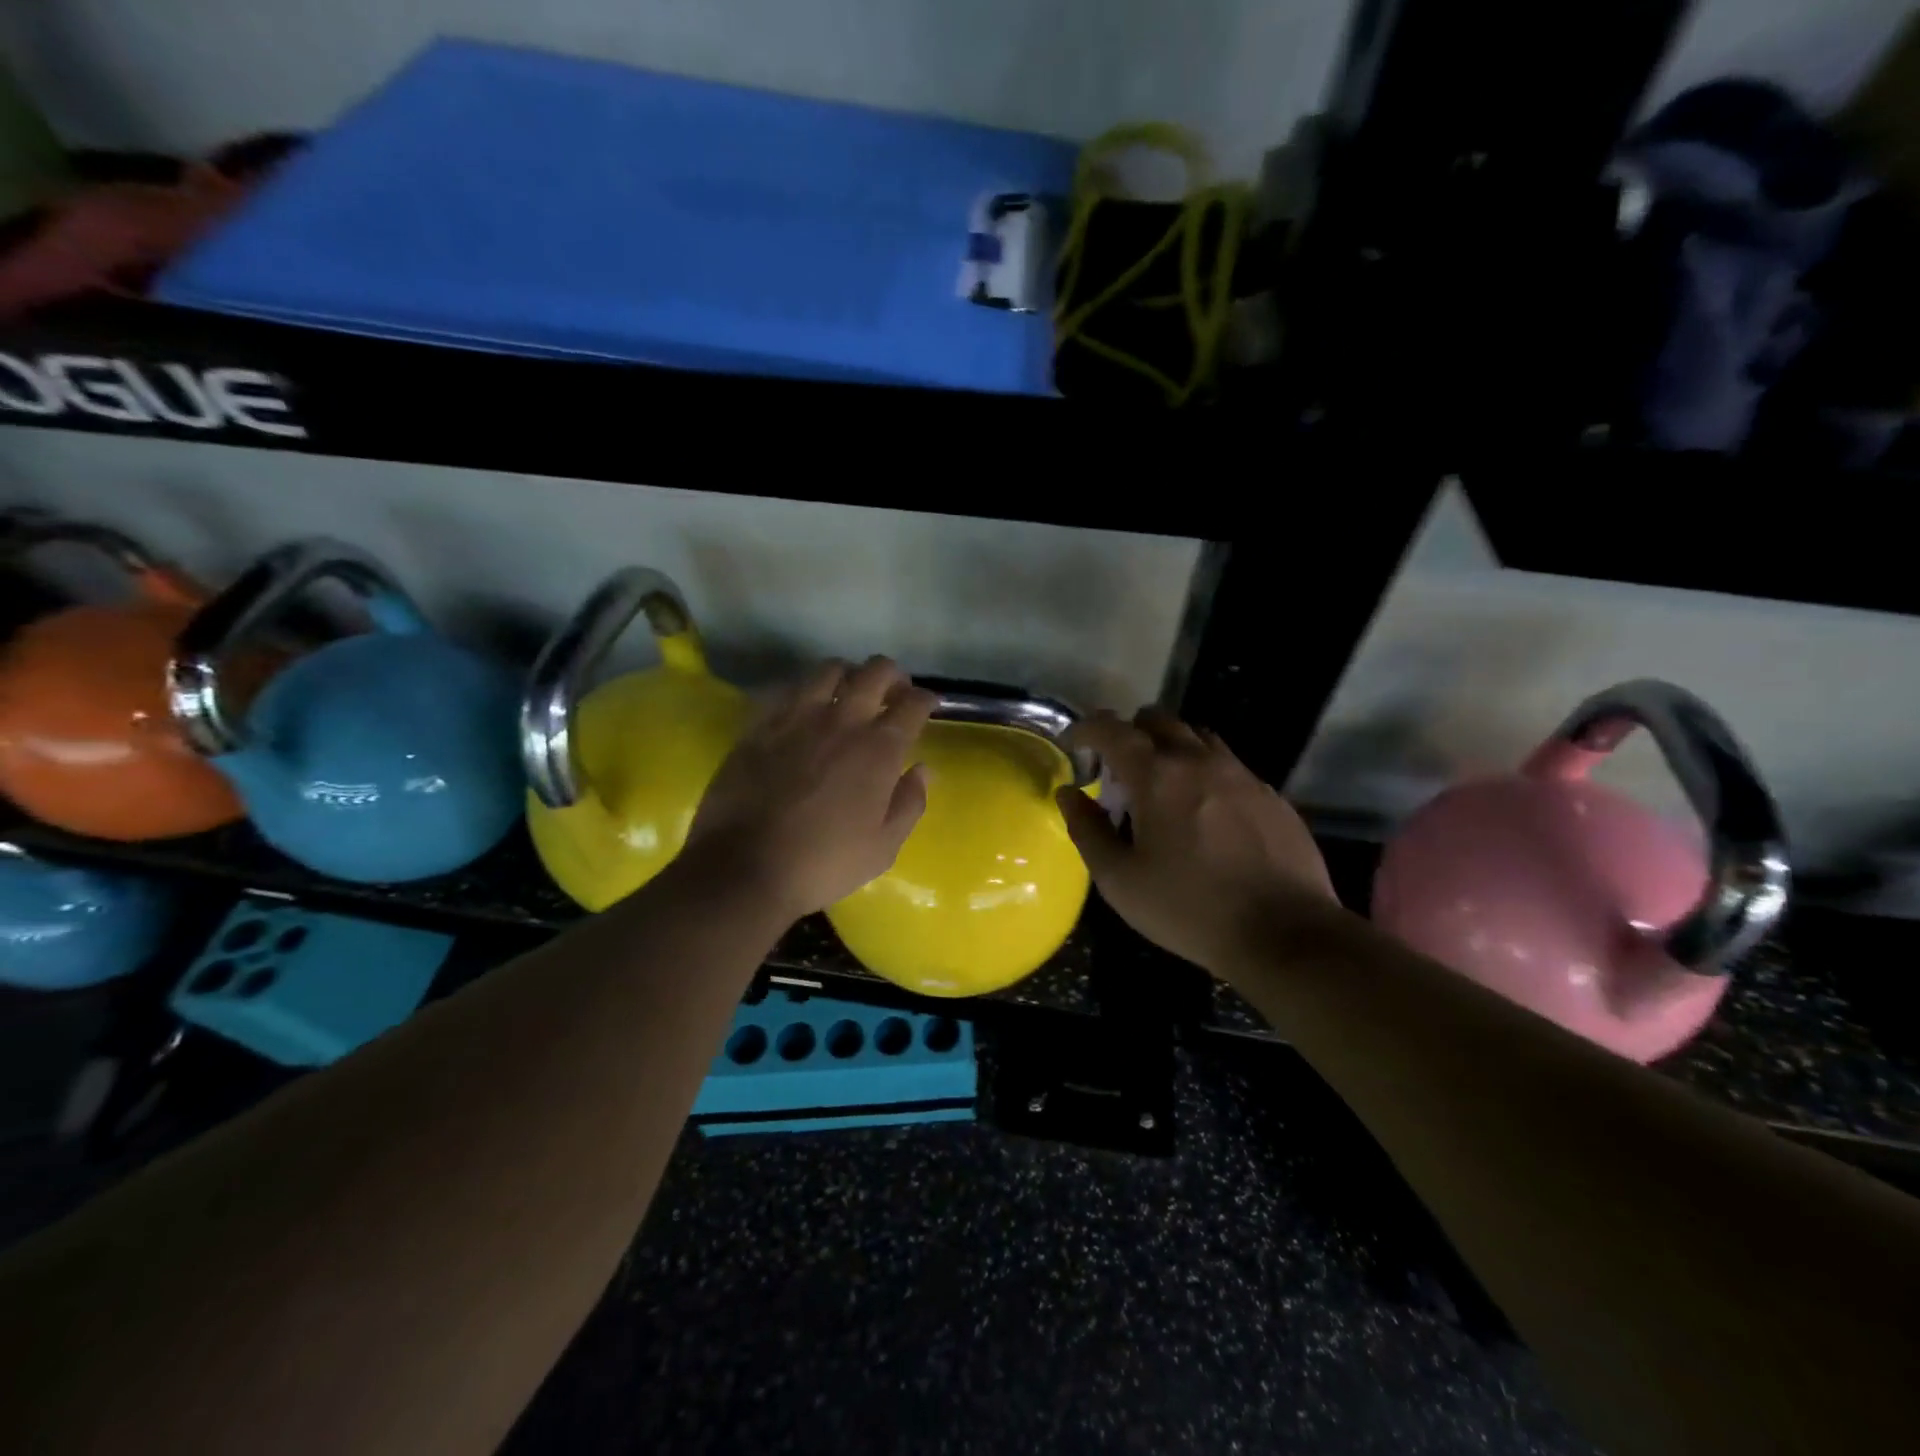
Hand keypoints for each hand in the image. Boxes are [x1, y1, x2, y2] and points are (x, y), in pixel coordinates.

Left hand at [682, 656, 935, 921]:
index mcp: (879, 749)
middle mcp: (842, 721)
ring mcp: (797, 717)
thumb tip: (923, 769)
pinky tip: (805, 707)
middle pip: (875, 671)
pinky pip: (787, 688)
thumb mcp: (883, 847)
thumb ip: (910, 802)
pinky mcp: (760, 724)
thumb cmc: (824, 863)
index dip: (925, 699)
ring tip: (848, 693)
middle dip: (892, 675)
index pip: (912, 703)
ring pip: (829, 669)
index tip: (927, 705)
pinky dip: (805, 690)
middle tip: (892, 693)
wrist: (745, 868)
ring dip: (848, 675)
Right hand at [1055, 707, 1338, 978]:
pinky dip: (1205, 773)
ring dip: (1170, 748)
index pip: (1113, 730)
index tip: (1074, 744)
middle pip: (1158, 720)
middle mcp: (1200, 761)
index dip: (1086, 729)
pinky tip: (1206, 813)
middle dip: (1129, 734)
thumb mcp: (1120, 880)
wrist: (1284, 933)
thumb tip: (1069, 794)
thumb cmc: (1189, 908)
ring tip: (1162, 786)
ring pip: (1197, 736)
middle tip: (1118, 771)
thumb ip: (1087, 830)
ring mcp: (1241, 774)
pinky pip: (1229, 765)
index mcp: (1157, 776)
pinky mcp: (1270, 794)